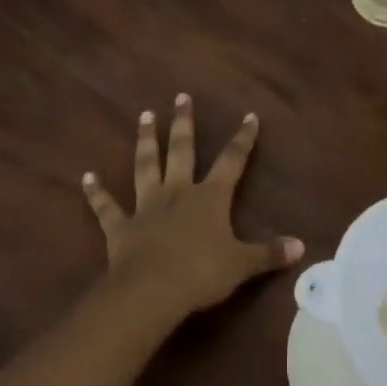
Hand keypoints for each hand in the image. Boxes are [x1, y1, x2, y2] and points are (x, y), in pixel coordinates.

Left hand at [81, 93, 303, 319]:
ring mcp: (147, 205)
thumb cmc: (201, 273)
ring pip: (146, 165)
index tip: (249, 115)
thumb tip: (301, 247)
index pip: (231, 160)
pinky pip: (106, 206)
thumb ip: (269, 253)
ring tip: (144, 115)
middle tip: (181, 95)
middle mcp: (178, 191)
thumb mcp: (242, 265)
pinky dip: (95, 192)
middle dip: (184, 122)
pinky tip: (85, 177)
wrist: (152, 290)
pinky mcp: (121, 226)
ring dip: (145, 140)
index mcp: (209, 197)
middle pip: (182, 149)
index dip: (242, 139)